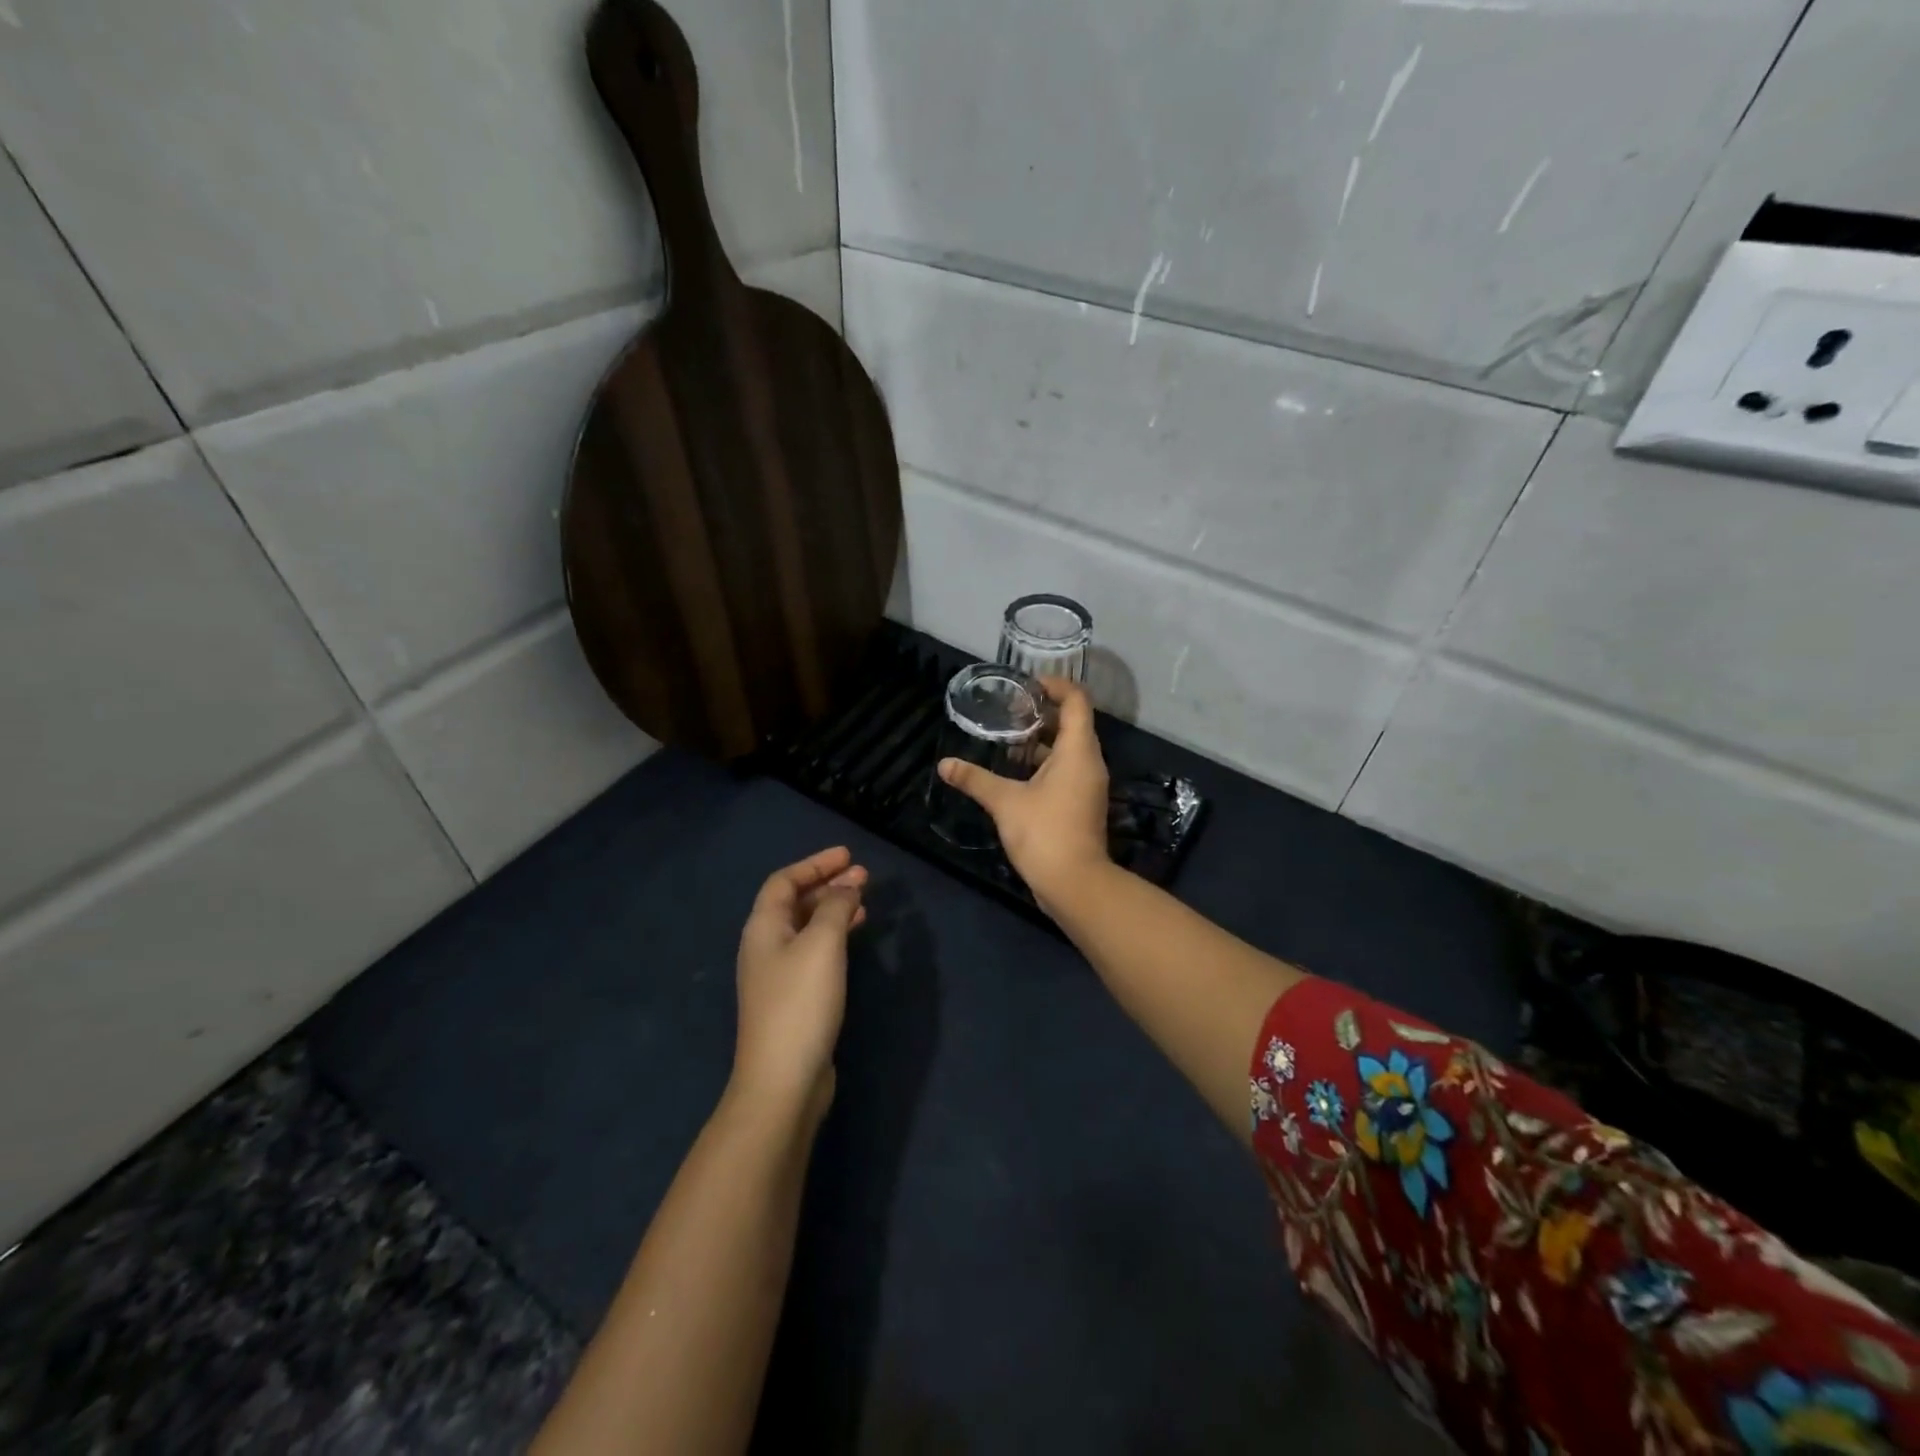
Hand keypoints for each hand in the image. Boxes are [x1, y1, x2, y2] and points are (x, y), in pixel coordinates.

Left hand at [732, 847, 867, 1123]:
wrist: (783, 1080)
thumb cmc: (800, 1003)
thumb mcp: (822, 944)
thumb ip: (834, 907)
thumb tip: (846, 886)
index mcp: (763, 928)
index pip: (784, 881)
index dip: (815, 864)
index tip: (848, 855)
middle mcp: (765, 947)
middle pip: (794, 903)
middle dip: (828, 885)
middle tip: (864, 876)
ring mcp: (778, 975)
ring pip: (807, 928)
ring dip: (833, 910)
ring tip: (865, 902)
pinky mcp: (793, 999)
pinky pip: (814, 952)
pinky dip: (834, 936)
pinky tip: (854, 940)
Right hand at [938, 677, 1110, 913]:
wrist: (1075, 883)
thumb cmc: (1044, 833)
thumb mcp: (1005, 802)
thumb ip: (975, 779)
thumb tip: (944, 764)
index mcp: (1078, 751)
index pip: (1077, 701)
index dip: (1056, 686)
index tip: (1027, 685)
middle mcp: (1089, 762)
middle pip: (1074, 723)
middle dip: (1043, 713)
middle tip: (1010, 710)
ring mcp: (1088, 785)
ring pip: (1069, 749)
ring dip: (1042, 741)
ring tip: (1008, 738)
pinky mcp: (1082, 803)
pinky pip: (1067, 770)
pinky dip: (1046, 763)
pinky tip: (1016, 772)